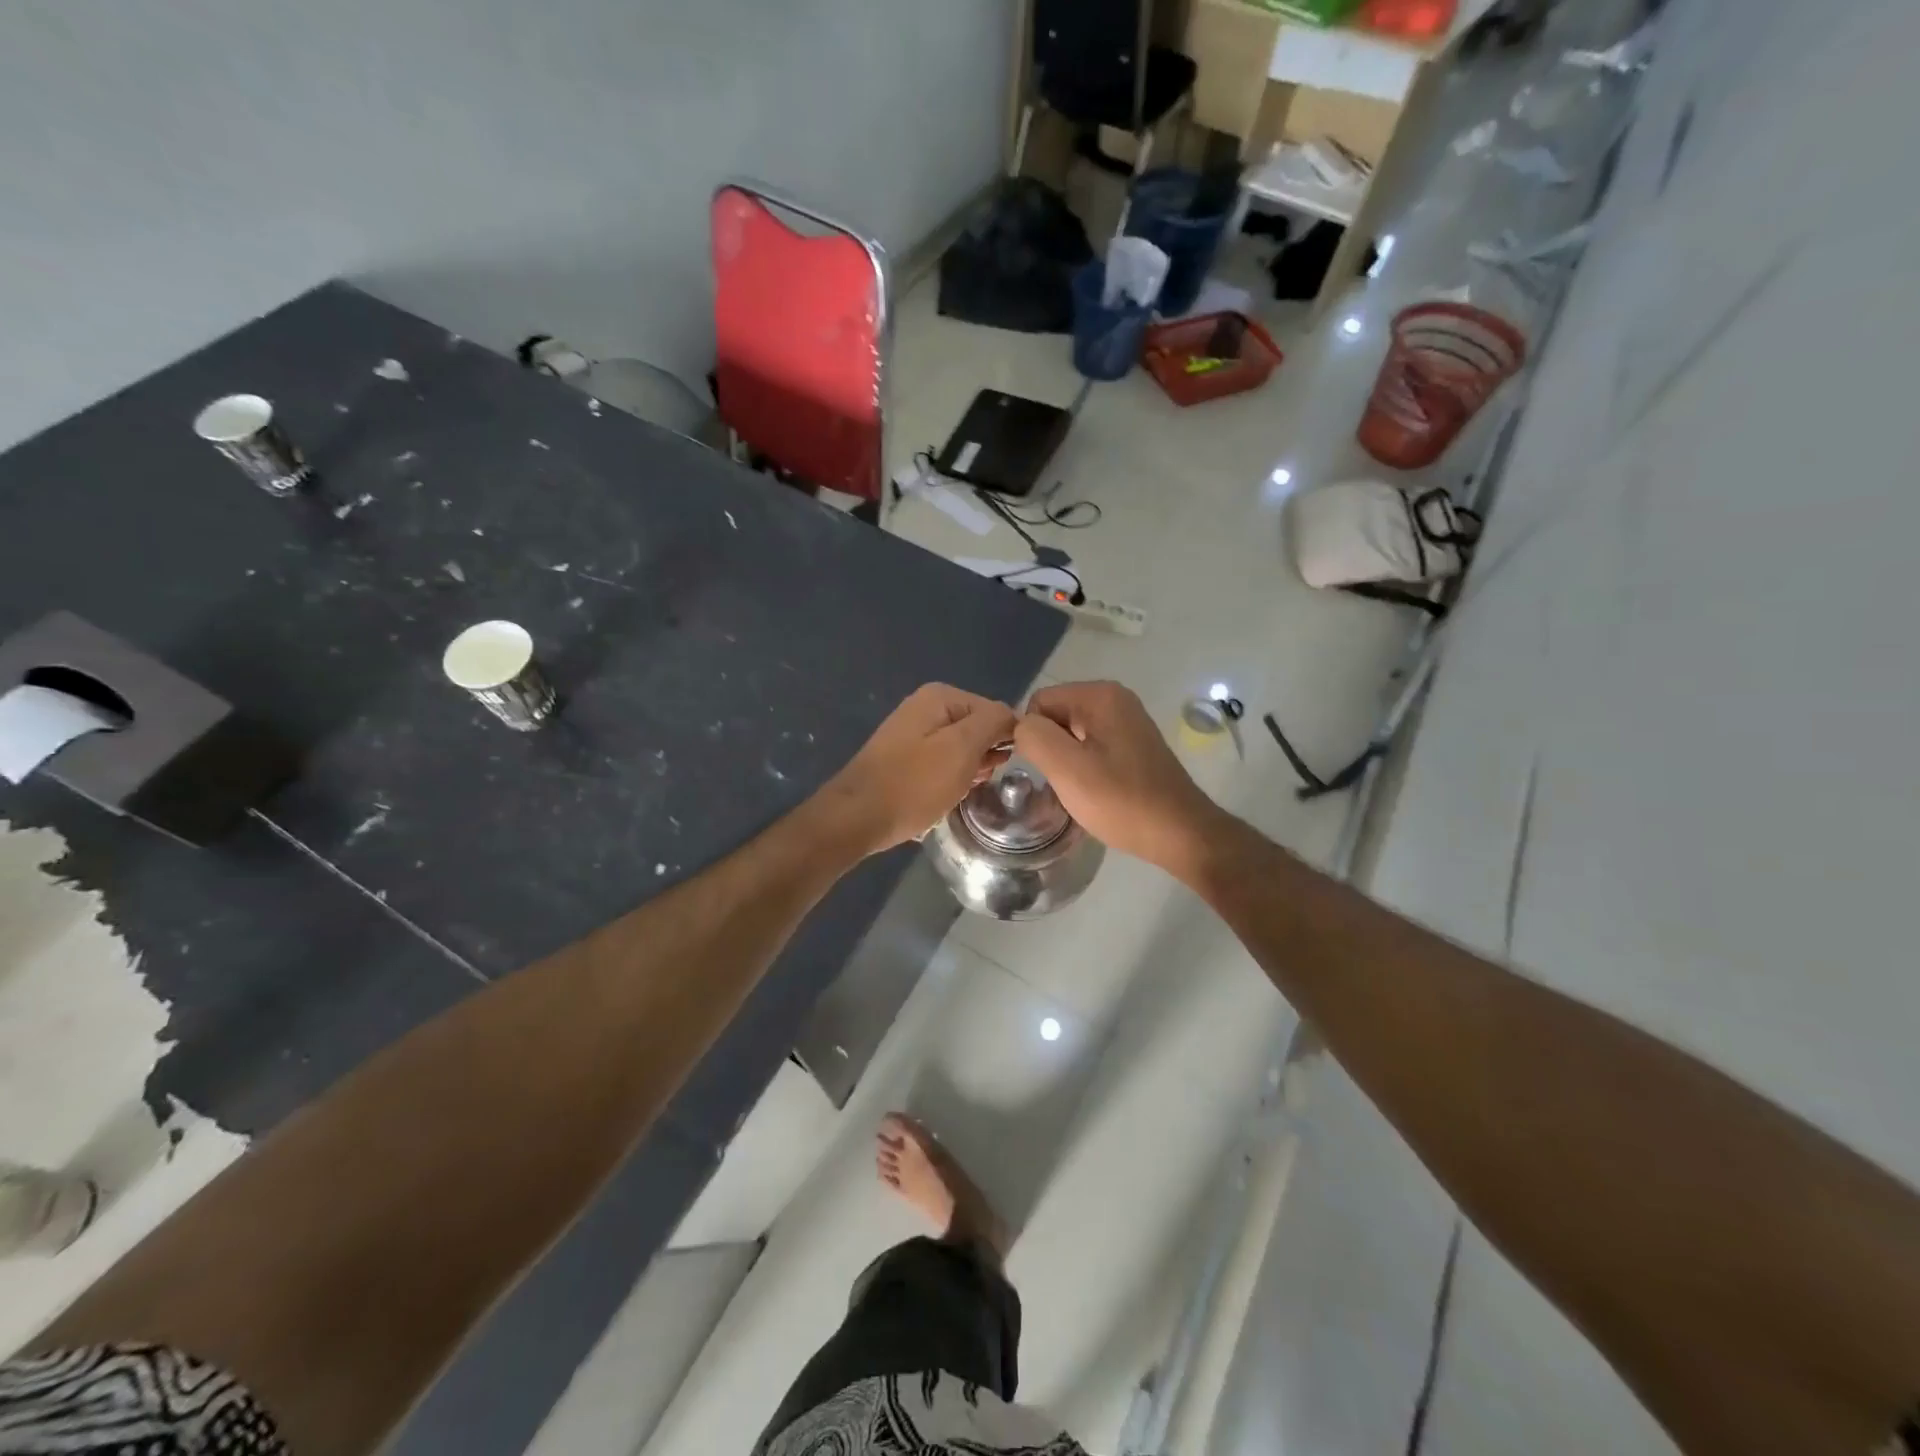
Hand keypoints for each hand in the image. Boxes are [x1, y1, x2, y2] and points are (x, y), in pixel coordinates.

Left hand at [820, 684, 1016, 856]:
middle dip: (984, 757)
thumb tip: (1014, 718)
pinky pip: (942, 763)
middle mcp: (925, 706)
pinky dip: (950, 779)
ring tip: (960, 792)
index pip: (996, 711)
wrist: (856, 818)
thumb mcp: (962, 749)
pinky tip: (946, 796)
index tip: (998, 769)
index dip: (1005, 740)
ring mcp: (913, 732)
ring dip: (968, 771)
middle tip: (976, 783)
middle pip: (978, 729)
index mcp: (940, 697)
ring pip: (961, 749)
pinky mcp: (905, 758)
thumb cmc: (913, 784)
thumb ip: (993, 723)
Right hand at [1014, 681, 1224, 876]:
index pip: (1039, 702)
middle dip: (1049, 748)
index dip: (1033, 736)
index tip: (1046, 770)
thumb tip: (1021, 728)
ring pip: (1070, 734)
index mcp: (1099, 695)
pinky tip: (1094, 791)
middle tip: (1063, 783)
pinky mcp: (1133, 744)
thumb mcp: (1067, 769)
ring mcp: (1126, 721)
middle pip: (1055, 715)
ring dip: (1065, 761)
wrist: (1180, 833)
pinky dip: (1084, 767)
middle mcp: (1115, 699)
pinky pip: (1090, 746)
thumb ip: (1034, 737)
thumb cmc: (1121, 801)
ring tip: (1078, 790)